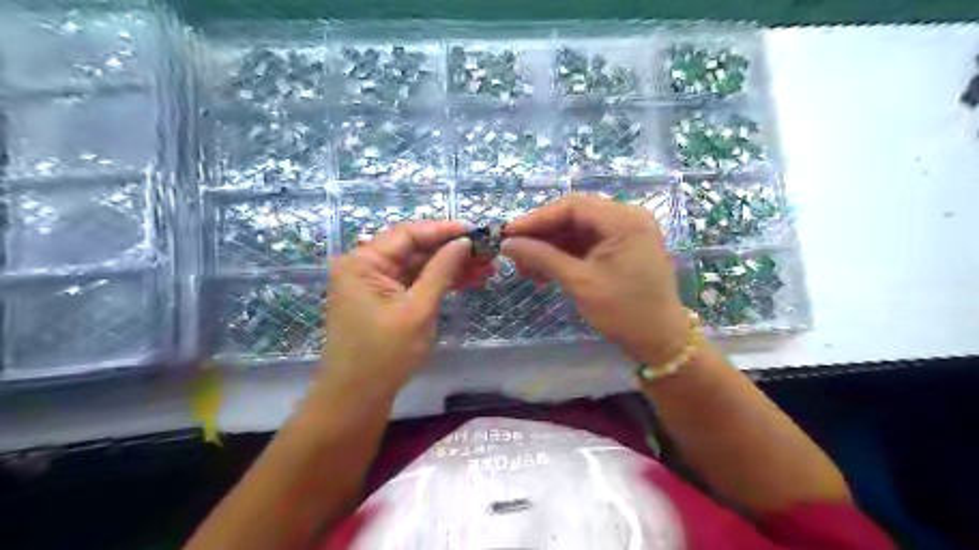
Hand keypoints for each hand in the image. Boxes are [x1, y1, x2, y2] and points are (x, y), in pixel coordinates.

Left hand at [321, 220, 489, 397]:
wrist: (357, 398)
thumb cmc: (385, 354)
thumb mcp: (418, 310)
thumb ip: (441, 271)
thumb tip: (464, 242)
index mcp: (363, 262)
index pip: (407, 234)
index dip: (443, 230)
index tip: (475, 231)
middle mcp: (364, 266)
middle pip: (414, 249)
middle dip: (451, 251)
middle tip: (487, 253)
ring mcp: (374, 284)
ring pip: (417, 266)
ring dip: (449, 267)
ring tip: (486, 269)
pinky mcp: (383, 300)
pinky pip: (413, 283)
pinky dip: (438, 282)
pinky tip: (466, 280)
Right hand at [505, 194, 686, 364]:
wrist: (660, 341)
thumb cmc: (624, 311)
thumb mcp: (580, 282)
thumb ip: (542, 257)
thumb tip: (507, 244)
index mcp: (624, 220)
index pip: (572, 206)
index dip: (537, 219)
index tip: (508, 234)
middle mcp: (627, 218)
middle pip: (574, 216)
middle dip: (542, 234)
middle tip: (514, 250)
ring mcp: (626, 233)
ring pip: (578, 230)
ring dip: (550, 246)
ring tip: (524, 265)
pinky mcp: (621, 249)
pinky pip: (587, 244)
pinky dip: (565, 255)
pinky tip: (543, 269)